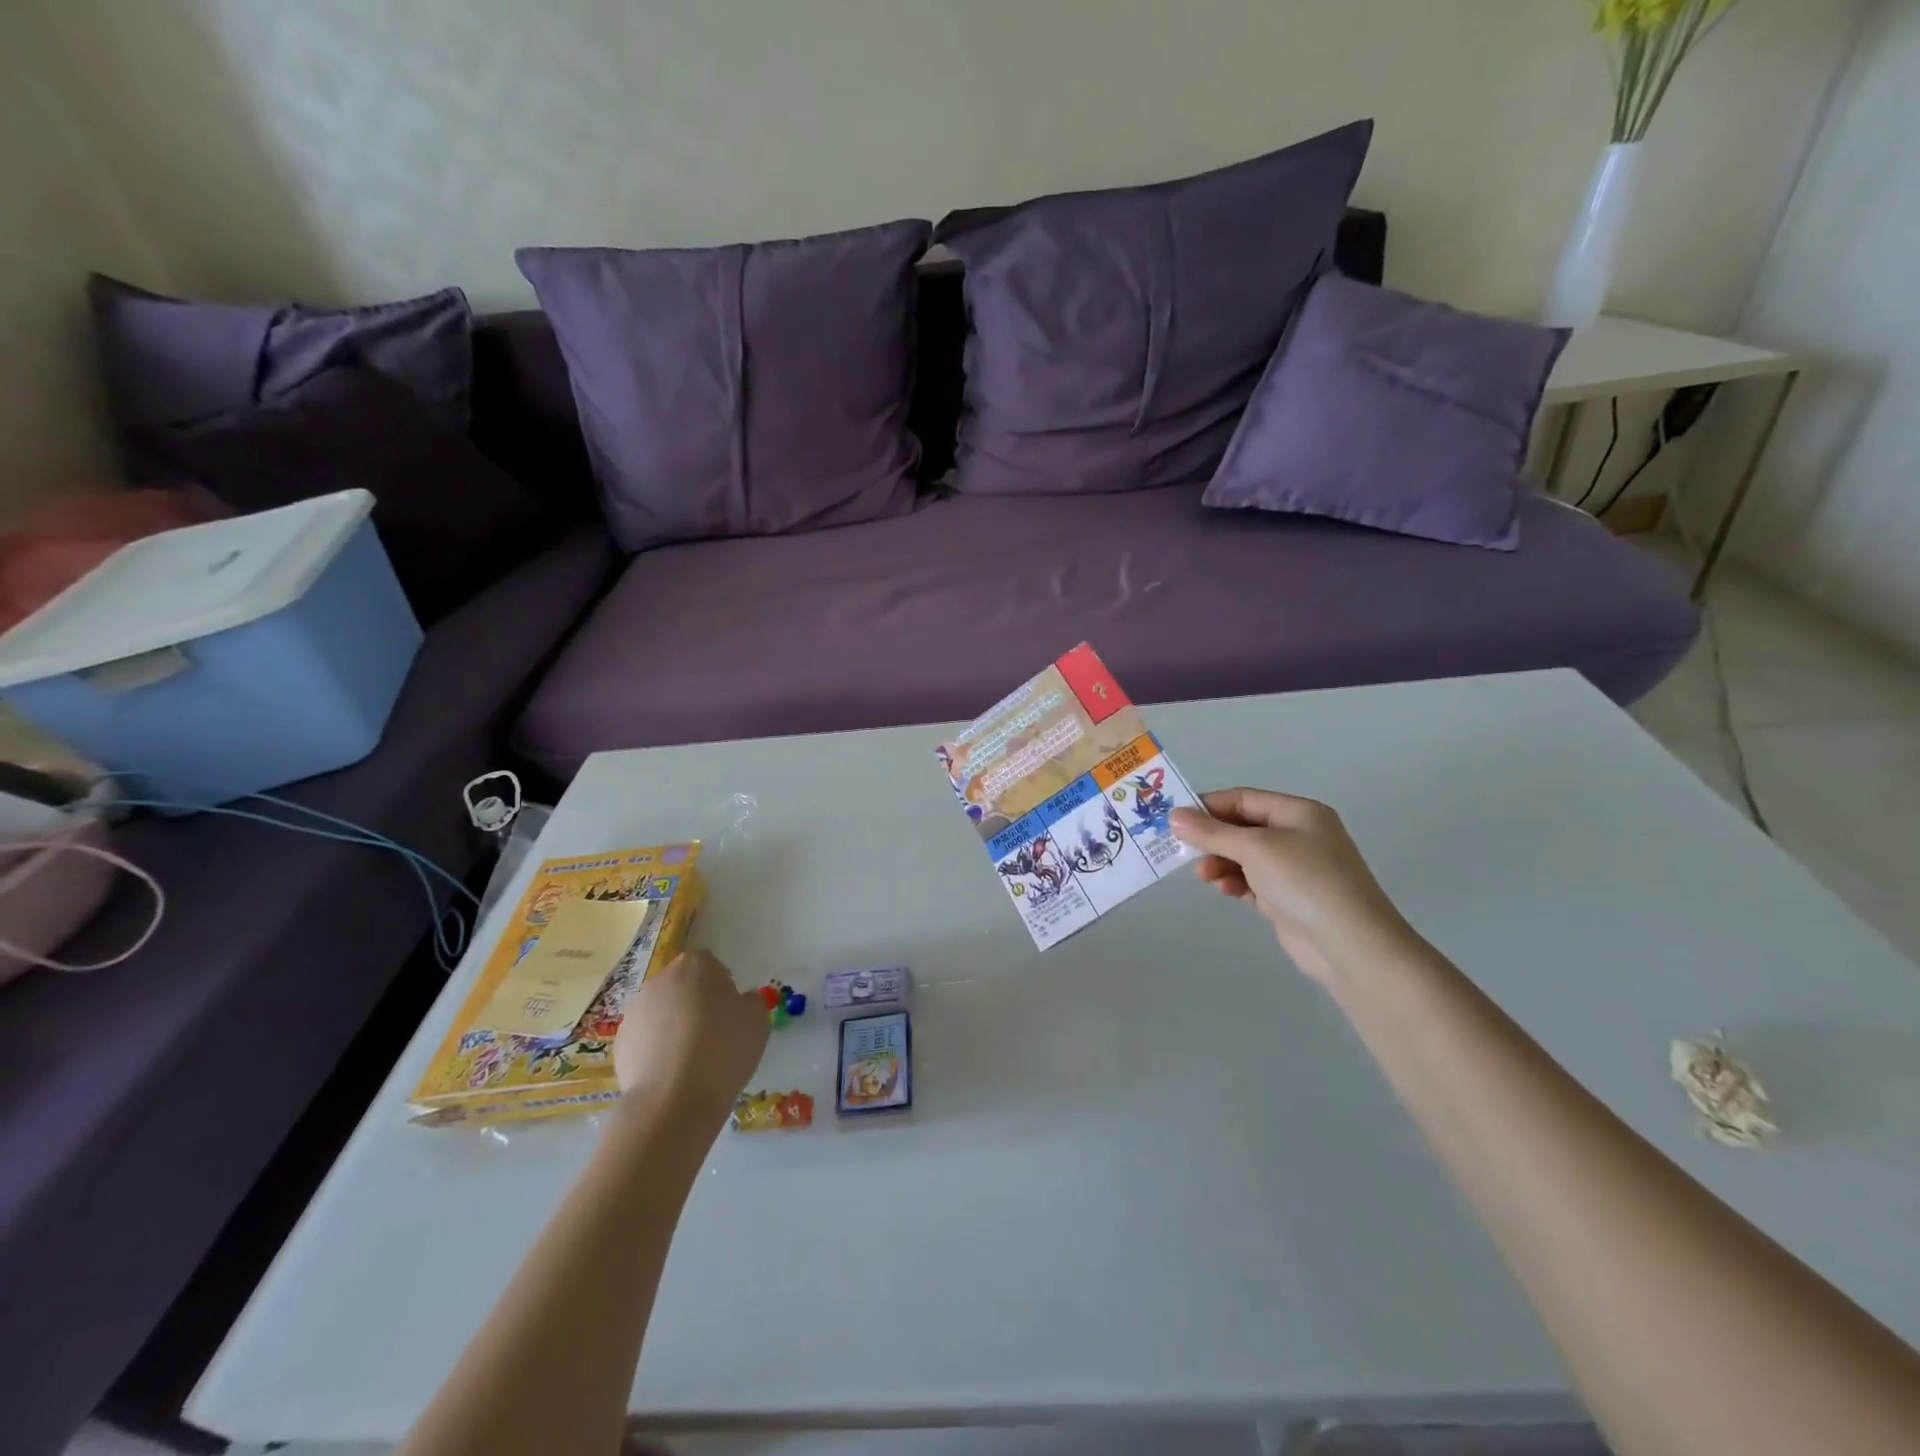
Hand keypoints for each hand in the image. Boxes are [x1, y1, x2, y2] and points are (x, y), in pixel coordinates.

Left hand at [612, 950, 768, 1120]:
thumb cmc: (723, 1049)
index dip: (720, 986)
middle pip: (682, 986)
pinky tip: (670, 1075)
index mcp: (696, 965)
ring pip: (661, 1012)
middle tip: (712, 1034)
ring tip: (690, 1060)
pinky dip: (655, 1050)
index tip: (729, 1012)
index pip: (709, 965)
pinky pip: (645, 1039)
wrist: (674, 1099)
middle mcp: (661, 980)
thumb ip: (749, 1002)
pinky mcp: (619, 1043)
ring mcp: (635, 1011)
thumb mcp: (757, 1021)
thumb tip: (739, 1002)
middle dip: (694, 1003)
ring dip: (673, 1026)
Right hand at [1171, 788, 1419, 984]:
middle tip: (1183, 851)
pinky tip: (1224, 890)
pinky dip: (1234, 881)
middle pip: (1242, 827)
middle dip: (1212, 838)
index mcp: (1298, 812)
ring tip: (1204, 876)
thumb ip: (1212, 832)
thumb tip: (1175, 816)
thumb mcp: (1255, 849)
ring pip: (1243, 856)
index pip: (1244, 799)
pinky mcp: (1287, 897)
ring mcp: (1294, 868)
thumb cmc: (1304, 881)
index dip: (1208, 806)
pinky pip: (1251, 880)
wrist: (1350, 945)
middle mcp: (1298, 835)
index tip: (1175, 819)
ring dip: (1220, 862)